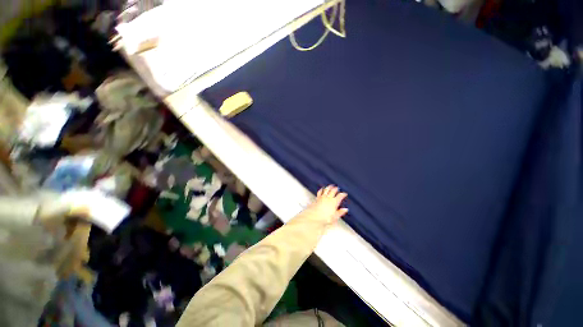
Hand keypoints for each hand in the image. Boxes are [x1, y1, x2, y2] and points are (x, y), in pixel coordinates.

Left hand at [303, 185, 348, 224]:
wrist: (314, 216)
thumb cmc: (324, 218)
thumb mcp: (335, 217)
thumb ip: (340, 212)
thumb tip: (345, 209)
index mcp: (334, 202)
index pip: (340, 196)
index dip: (343, 194)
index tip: (344, 194)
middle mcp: (328, 198)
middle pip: (333, 191)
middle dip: (336, 189)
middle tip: (337, 188)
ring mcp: (322, 197)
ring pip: (326, 190)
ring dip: (329, 187)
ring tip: (330, 186)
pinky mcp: (317, 198)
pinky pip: (320, 192)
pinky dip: (322, 190)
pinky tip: (322, 189)